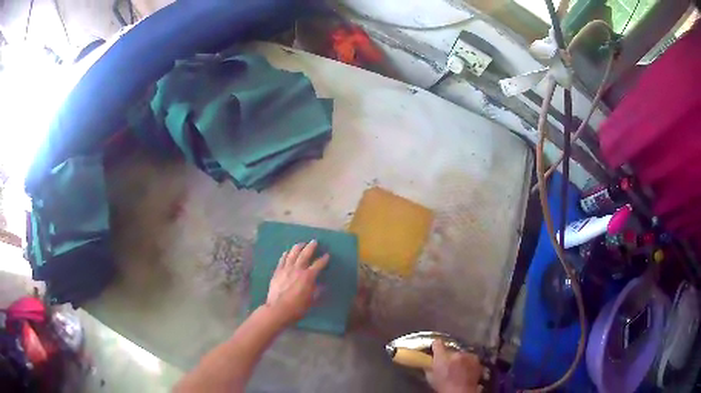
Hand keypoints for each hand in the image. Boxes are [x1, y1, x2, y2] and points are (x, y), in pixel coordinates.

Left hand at [266, 240, 328, 324]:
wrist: (278, 309)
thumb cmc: (297, 307)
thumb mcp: (311, 301)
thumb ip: (317, 291)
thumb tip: (323, 285)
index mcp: (308, 277)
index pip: (318, 265)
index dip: (323, 260)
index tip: (327, 255)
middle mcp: (297, 270)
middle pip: (305, 255)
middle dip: (310, 247)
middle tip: (314, 242)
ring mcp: (286, 270)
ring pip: (292, 254)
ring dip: (297, 247)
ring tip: (301, 243)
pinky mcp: (277, 272)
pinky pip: (282, 260)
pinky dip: (285, 255)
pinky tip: (287, 252)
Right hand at [426, 340, 482, 392]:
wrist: (460, 392)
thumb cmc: (444, 387)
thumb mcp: (431, 378)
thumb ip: (429, 367)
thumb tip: (428, 363)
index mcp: (441, 357)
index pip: (437, 343)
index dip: (436, 345)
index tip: (435, 346)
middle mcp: (455, 353)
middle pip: (451, 350)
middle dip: (449, 356)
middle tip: (448, 365)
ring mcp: (468, 356)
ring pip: (462, 354)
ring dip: (460, 359)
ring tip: (458, 369)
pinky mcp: (476, 360)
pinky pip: (470, 358)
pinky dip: (468, 362)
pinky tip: (465, 371)